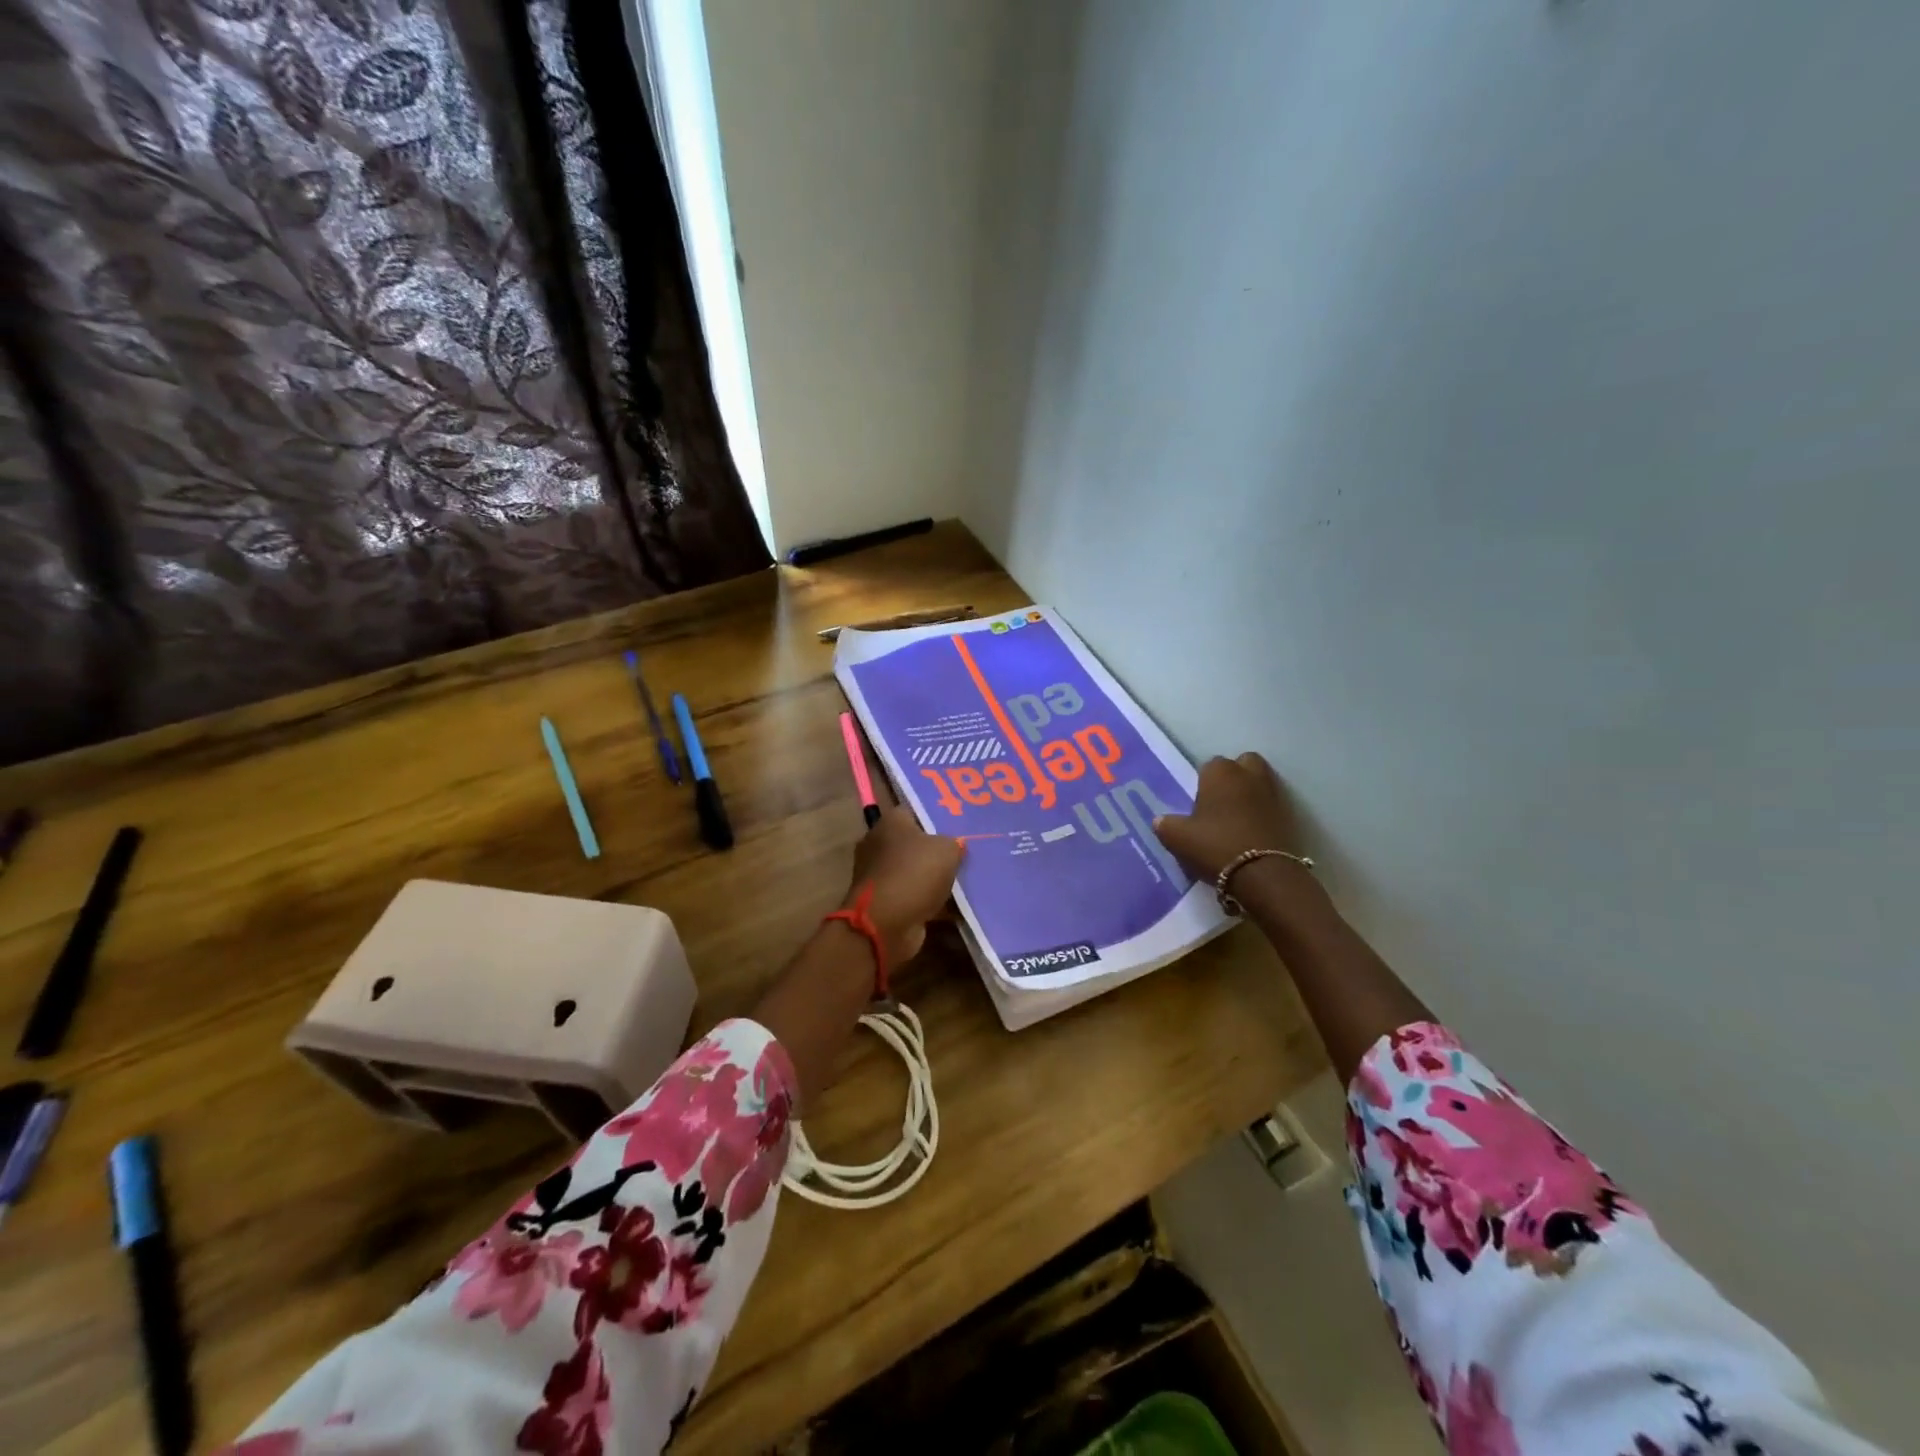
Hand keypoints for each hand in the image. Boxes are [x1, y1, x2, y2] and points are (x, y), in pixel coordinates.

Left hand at [845, 808, 964, 963]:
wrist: (886, 924)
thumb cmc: (915, 873)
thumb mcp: (947, 850)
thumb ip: (954, 843)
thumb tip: (955, 846)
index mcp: (890, 822)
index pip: (915, 811)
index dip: (937, 816)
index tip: (959, 825)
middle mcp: (879, 844)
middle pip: (914, 843)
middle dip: (937, 850)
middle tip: (965, 854)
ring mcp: (878, 875)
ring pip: (914, 871)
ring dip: (934, 879)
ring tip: (964, 881)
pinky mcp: (883, 902)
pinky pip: (913, 896)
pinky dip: (929, 902)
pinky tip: (955, 907)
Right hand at [1153, 752, 1303, 880]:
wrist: (1264, 874)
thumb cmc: (1215, 846)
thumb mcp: (1177, 838)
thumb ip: (1165, 824)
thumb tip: (1161, 820)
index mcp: (1220, 773)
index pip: (1209, 765)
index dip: (1203, 782)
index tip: (1199, 803)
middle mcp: (1249, 774)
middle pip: (1242, 763)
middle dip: (1234, 776)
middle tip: (1221, 802)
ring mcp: (1274, 792)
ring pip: (1261, 781)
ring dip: (1251, 792)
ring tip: (1238, 817)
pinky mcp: (1291, 814)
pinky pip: (1273, 804)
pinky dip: (1265, 811)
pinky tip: (1253, 831)